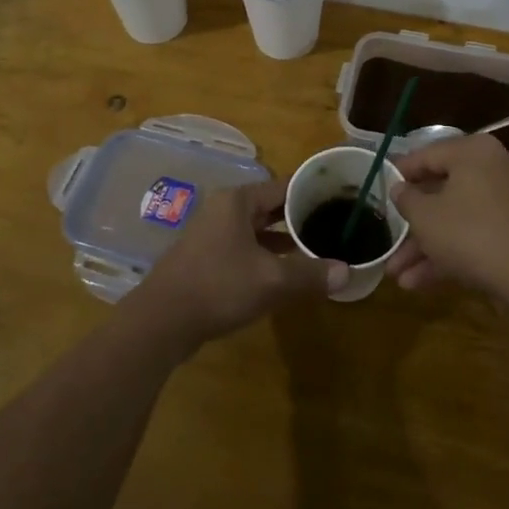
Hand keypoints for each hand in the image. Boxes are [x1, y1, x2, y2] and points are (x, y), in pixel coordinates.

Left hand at [132, 178, 349, 348]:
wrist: (161, 322)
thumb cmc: (218, 286)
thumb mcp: (272, 280)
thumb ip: (310, 274)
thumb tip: (347, 272)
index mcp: (238, 201)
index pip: (284, 186)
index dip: (312, 193)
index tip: (339, 200)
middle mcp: (224, 209)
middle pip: (270, 206)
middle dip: (300, 217)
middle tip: (332, 225)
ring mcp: (212, 234)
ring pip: (258, 229)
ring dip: (283, 239)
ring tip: (316, 248)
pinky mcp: (206, 258)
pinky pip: (245, 248)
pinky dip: (266, 255)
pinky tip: (285, 273)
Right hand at [386, 135, 508, 299]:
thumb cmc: (469, 233)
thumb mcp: (425, 217)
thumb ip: (406, 199)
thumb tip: (399, 188)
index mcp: (472, 152)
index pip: (427, 155)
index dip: (400, 173)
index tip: (381, 186)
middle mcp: (493, 169)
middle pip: (441, 192)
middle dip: (412, 225)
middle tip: (389, 240)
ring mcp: (507, 202)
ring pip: (456, 219)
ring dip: (425, 247)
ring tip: (397, 275)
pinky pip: (474, 235)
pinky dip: (449, 253)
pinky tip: (419, 283)